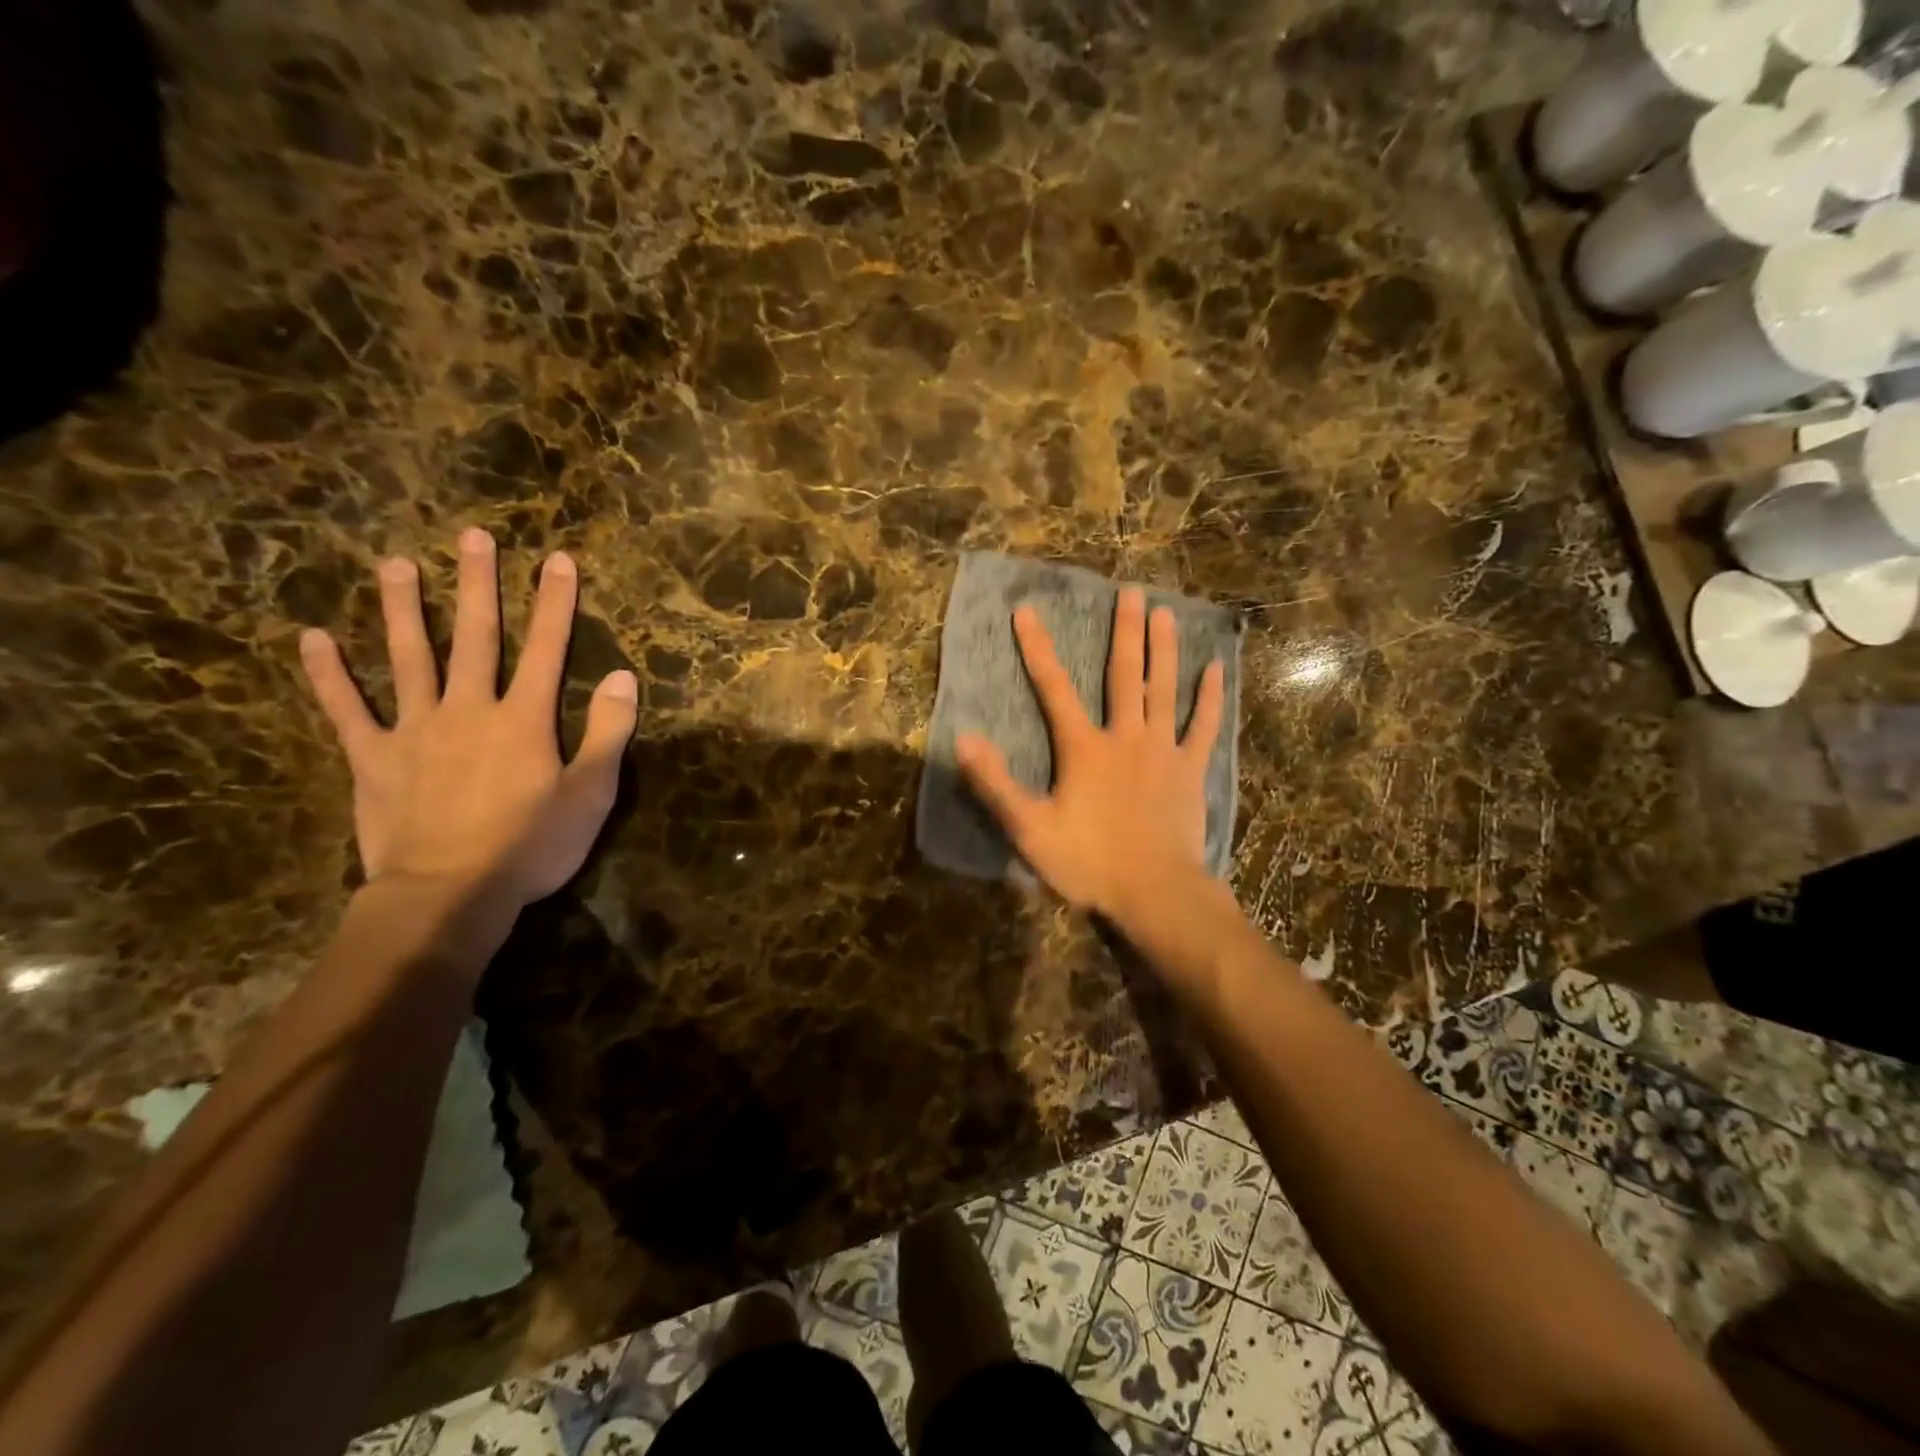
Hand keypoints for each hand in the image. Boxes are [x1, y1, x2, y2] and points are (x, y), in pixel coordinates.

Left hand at [298, 527, 637, 907]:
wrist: (448, 895)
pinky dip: (328, 675)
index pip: (546, 648)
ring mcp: (414, 730)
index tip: (556, 559)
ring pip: (407, 658)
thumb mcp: (590, 794)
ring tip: (395, 565)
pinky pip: (346, 710)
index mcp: (523, 718)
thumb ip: (607, 732)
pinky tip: (312, 638)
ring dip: (402, 609)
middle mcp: (468, 709)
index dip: (554, 602)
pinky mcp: (374, 759)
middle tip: (472, 536)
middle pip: (474, 637)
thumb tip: (622, 677)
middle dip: (476, 584)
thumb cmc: (531, 846)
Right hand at [956, 588, 1224, 921]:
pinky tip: (1216, 668)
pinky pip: (1204, 726)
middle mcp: (1125, 736)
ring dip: (1164, 649)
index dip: (1037, 648)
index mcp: (1084, 748)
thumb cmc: (1090, 862)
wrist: (1156, 892)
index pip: (1054, 688)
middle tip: (1130, 591)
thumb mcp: (1030, 828)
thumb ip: (995, 783)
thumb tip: (963, 739)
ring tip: (1165, 612)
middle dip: (1124, 631)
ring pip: (1164, 690)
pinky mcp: (1191, 770)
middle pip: (1123, 674)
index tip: (1026, 610)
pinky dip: (1210, 697)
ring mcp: (1163, 750)